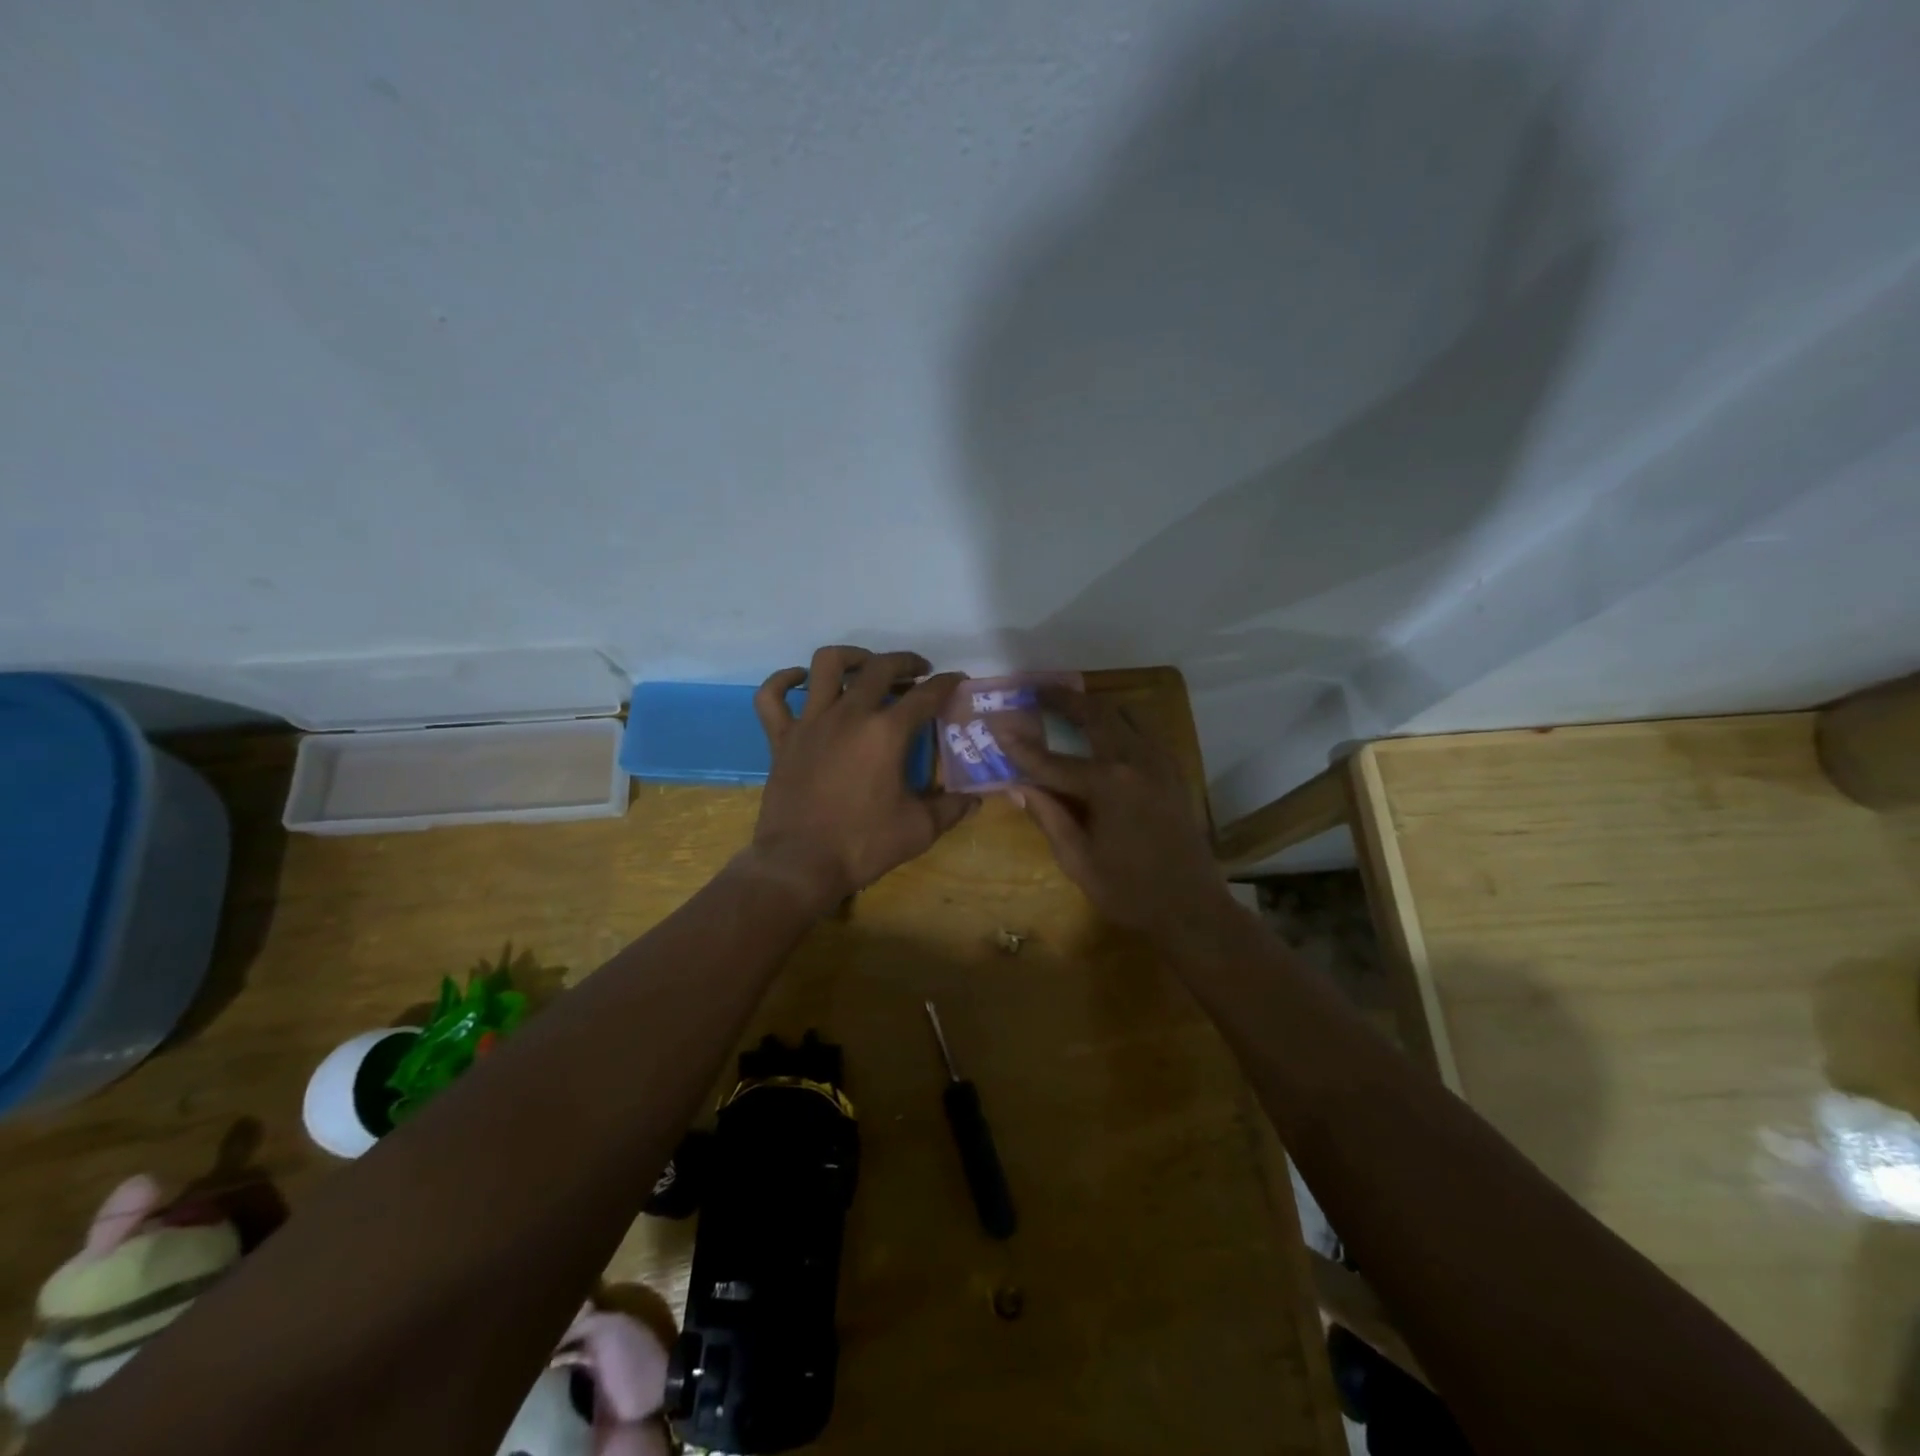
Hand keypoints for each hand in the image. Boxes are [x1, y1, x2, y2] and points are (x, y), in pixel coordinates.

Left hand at [746, 646, 976, 910]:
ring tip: (865, 667)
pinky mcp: (782, 738)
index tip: (957, 680)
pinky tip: (800, 681)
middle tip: (918, 673)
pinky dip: (784, 681)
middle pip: (879, 668)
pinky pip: (772, 696)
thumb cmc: (863, 845)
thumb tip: (975, 799)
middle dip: (905, 662)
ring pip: (826, 665)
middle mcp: (849, 715)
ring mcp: (811, 722)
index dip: (946, 684)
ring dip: (851, 657)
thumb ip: (951, 808)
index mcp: (886, 733)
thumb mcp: (919, 830)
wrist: (800, 865)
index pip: (925, 695)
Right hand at [1002, 689, 1235, 942]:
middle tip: (1038, 690)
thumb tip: (1018, 787)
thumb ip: (1049, 817)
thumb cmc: (1129, 891)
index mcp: (1107, 786)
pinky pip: (1144, 732)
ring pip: (1125, 715)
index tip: (997, 728)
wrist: (1192, 909)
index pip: (1052, 761)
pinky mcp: (1174, 772)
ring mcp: (1160, 763)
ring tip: (1069, 703)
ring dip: (1094, 705)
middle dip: (1063, 699)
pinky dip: (1120, 721)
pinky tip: (1106, 731)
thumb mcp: (1078, 860)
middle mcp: (1135, 762)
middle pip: (1095, 715)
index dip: (1021, 747)